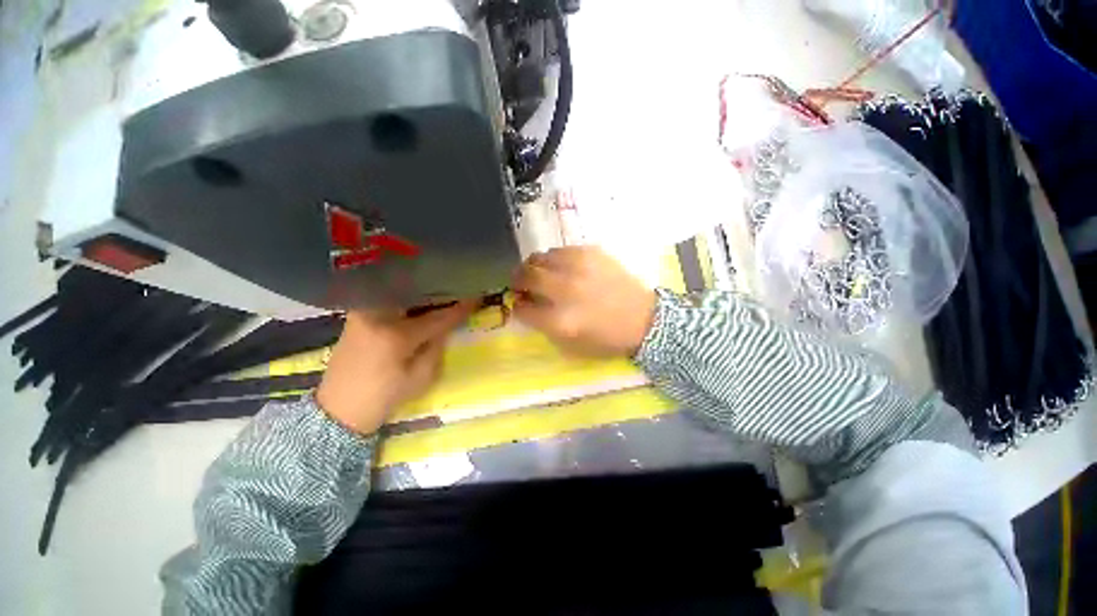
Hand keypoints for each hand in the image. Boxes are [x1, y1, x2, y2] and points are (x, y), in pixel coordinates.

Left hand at [316, 302, 475, 434]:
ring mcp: (364, 313)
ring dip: (422, 294)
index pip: (437, 317)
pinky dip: (406, 299)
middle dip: (439, 293)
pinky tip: (419, 302)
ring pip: (400, 294)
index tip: (476, 297)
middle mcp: (377, 316)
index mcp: (395, 335)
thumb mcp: (420, 377)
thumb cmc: (384, 397)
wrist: (338, 409)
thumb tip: (446, 325)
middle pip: (416, 296)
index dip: (459, 309)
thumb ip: (436, 346)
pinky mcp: (357, 316)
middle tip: (459, 290)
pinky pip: (388, 300)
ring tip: (442, 293)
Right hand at [513, 246, 656, 356]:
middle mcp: (566, 290)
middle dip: (517, 280)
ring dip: (533, 266)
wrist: (644, 319)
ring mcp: (579, 268)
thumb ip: (543, 327)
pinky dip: (554, 259)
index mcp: (560, 321)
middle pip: (526, 276)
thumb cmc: (607, 339)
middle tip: (520, 283)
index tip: (519, 303)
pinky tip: (561, 267)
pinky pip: (560, 250)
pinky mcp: (592, 253)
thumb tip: (526, 305)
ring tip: (539, 273)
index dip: (517, 306)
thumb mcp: (570, 347)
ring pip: (540, 257)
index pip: (522, 308)